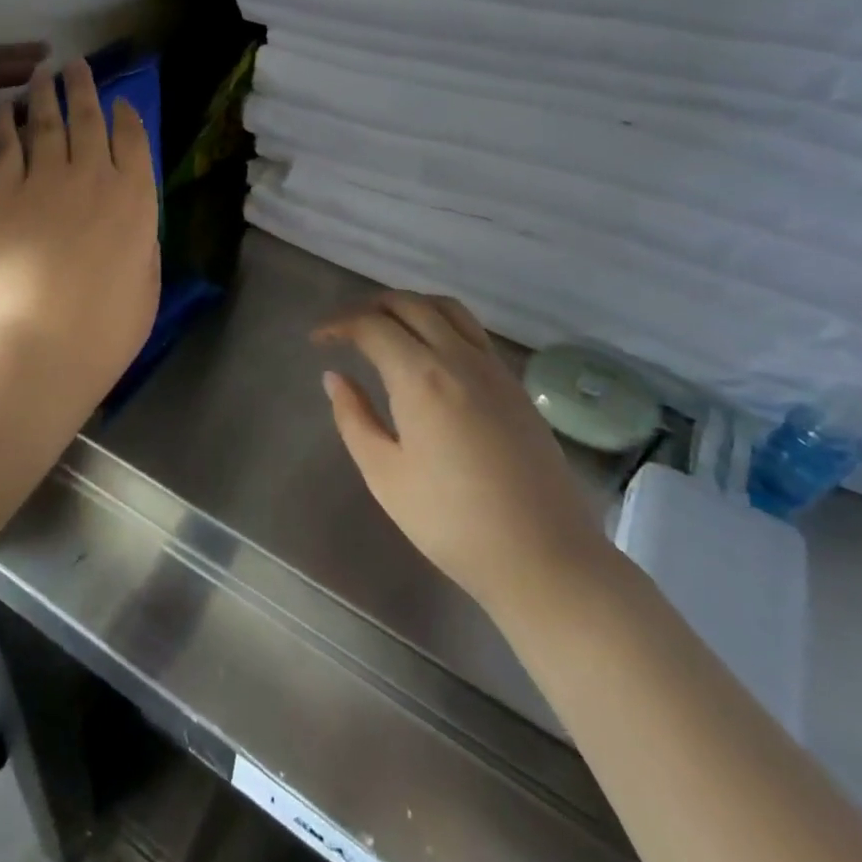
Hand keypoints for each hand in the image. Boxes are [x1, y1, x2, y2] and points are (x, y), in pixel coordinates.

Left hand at [0, 58, 159, 402]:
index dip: (127, 116)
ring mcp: (47, 180)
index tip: (121, 101)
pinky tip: (4, 108)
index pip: (134, 140)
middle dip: (84, 88)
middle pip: (89, 119)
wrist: (47, 336)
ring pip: (48, 123)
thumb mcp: (148, 280)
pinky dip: (5, 123)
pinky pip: (7, 147)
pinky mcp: (6, 193)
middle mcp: (94, 175)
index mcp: (136, 197)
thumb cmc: (111, 322)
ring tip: (43, 72)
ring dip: (46, 94)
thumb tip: (132, 222)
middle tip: (76, 64)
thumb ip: (142, 241)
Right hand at [316, 293, 610, 621]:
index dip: (338, 325)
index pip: (372, 325)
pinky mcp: (514, 385)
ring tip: (385, 327)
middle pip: (409, 304)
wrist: (543, 557)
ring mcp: (493, 368)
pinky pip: (471, 331)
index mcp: (421, 377)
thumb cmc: (452, 522)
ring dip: (408, 306)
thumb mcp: (385, 475)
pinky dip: (439, 322)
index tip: (317, 341)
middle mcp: (459, 357)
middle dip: (370, 306)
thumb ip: (354, 418)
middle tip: (345, 329)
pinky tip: (428, 353)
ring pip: (446, 308)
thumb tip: (335, 377)